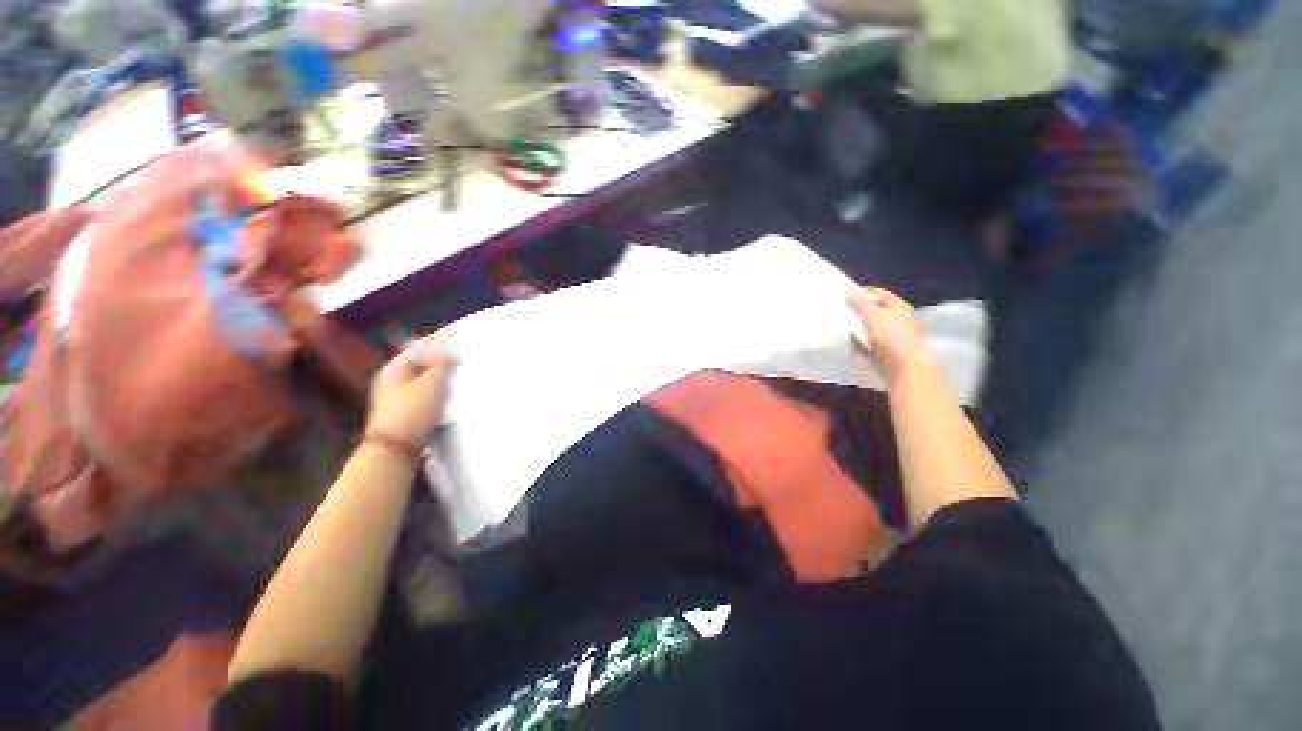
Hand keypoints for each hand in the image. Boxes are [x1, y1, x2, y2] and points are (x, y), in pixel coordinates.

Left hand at [366, 349, 453, 446]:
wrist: (395, 450)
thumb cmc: (413, 412)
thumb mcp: (432, 384)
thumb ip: (442, 366)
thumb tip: (449, 356)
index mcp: (393, 368)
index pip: (418, 349)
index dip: (439, 347)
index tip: (459, 348)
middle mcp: (390, 381)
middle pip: (420, 366)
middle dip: (440, 366)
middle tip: (462, 365)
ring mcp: (395, 398)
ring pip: (423, 382)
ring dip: (440, 381)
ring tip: (459, 381)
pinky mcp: (403, 413)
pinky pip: (423, 397)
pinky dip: (436, 395)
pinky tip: (449, 398)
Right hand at [847, 287, 928, 387]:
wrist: (904, 368)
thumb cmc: (889, 337)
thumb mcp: (871, 315)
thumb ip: (858, 303)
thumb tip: (846, 290)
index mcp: (898, 305)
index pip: (876, 292)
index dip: (859, 293)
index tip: (842, 298)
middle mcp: (899, 318)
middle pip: (875, 310)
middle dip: (858, 312)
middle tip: (841, 314)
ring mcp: (895, 336)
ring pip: (872, 328)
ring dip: (859, 329)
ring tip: (842, 330)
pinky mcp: (890, 351)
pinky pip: (871, 343)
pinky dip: (862, 344)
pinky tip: (851, 346)